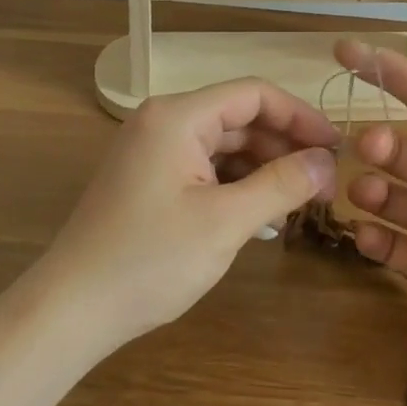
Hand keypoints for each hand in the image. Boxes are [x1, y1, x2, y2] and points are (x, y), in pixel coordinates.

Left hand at [39, 80, 340, 348]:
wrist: (70, 311)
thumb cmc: (150, 261)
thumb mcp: (226, 222)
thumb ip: (282, 185)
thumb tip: (328, 162)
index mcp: (178, 117)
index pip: (254, 94)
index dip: (300, 116)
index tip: (336, 147)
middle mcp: (163, 122)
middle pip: (240, 118)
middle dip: (284, 146)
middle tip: (324, 180)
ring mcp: (153, 151)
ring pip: (225, 145)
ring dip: (263, 168)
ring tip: (298, 201)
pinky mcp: (149, 180)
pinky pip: (206, 168)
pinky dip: (237, 185)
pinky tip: (262, 215)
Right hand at [336, 19, 406, 387]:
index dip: (388, 71)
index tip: (344, 50)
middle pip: (398, 147)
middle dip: (374, 139)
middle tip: (371, 145)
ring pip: (385, 195)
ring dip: (366, 186)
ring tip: (368, 191)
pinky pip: (389, 249)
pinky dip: (370, 238)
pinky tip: (368, 234)